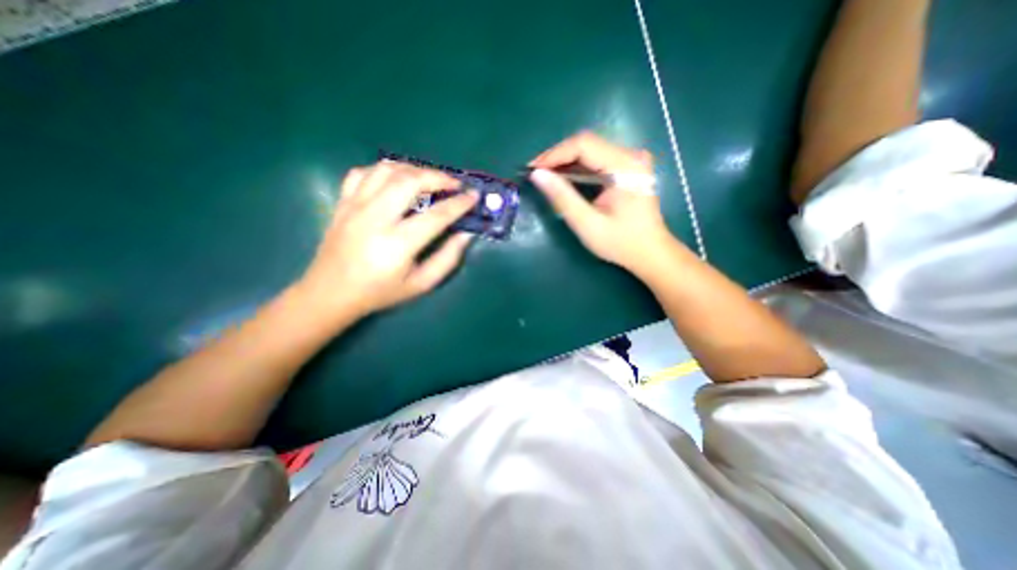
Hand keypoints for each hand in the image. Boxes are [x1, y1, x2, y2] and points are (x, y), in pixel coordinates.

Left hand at [297, 161, 478, 319]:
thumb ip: (447, 259)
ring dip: (414, 169)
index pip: (436, 215)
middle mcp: (375, 218)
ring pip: (387, 170)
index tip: (474, 196)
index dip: (459, 204)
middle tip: (454, 184)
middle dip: (438, 177)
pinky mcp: (342, 202)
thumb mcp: (421, 284)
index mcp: (397, 244)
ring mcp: (355, 206)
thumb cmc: (380, 292)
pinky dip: (384, 170)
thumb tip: (466, 234)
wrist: (331, 293)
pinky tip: (396, 180)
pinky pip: (363, 172)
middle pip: (410, 181)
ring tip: (429, 179)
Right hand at [532, 134, 681, 275]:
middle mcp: (631, 155)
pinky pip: (596, 160)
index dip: (554, 154)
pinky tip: (563, 179)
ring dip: (565, 162)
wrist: (650, 252)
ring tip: (544, 176)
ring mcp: (631, 160)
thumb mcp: (587, 223)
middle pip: (586, 144)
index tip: (532, 169)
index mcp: (625, 166)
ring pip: (589, 150)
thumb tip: (537, 175)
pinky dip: (577, 168)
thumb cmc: (621, 242)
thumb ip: (562, 197)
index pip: (583, 145)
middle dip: (557, 157)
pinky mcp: (627, 168)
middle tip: (535, 174)